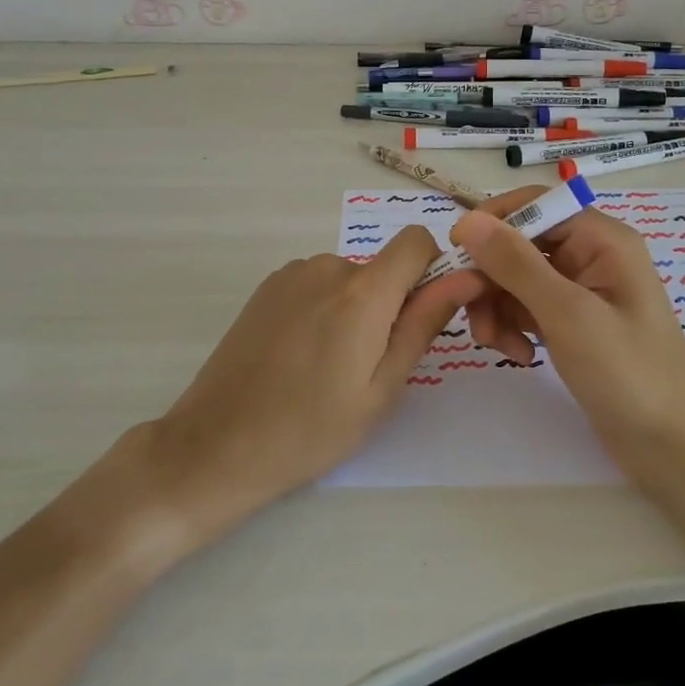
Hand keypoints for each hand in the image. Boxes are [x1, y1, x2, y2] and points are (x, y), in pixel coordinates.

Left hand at [139, 229, 483, 538]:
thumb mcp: (381, 388)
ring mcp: (292, 274)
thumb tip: (467, 276)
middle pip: (381, 268)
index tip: (420, 314)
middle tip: (365, 366)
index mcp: (363, 292)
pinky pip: (316, 284)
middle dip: (387, 304)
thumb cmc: (311, 429)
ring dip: (352, 309)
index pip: (416, 240)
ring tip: (326, 367)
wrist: (217, 445)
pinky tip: (297, 356)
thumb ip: (424, 324)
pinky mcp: (266, 287)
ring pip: (348, 279)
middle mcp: (328, 267)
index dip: (430, 268)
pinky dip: (322, 308)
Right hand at [452, 186, 684, 491]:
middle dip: (491, 277)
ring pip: (516, 279)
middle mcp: (590, 256)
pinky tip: (519, 355)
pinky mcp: (571, 323)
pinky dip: (513, 326)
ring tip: (500, 346)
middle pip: (520, 243)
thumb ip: (516, 264)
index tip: (458, 253)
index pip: (535, 203)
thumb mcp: (568, 314)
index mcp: (601, 239)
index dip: (494, 221)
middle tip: (474, 315)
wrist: (673, 449)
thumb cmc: (629, 373)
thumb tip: (468, 220)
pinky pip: (526, 307)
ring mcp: (580, 292)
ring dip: (497, 307)